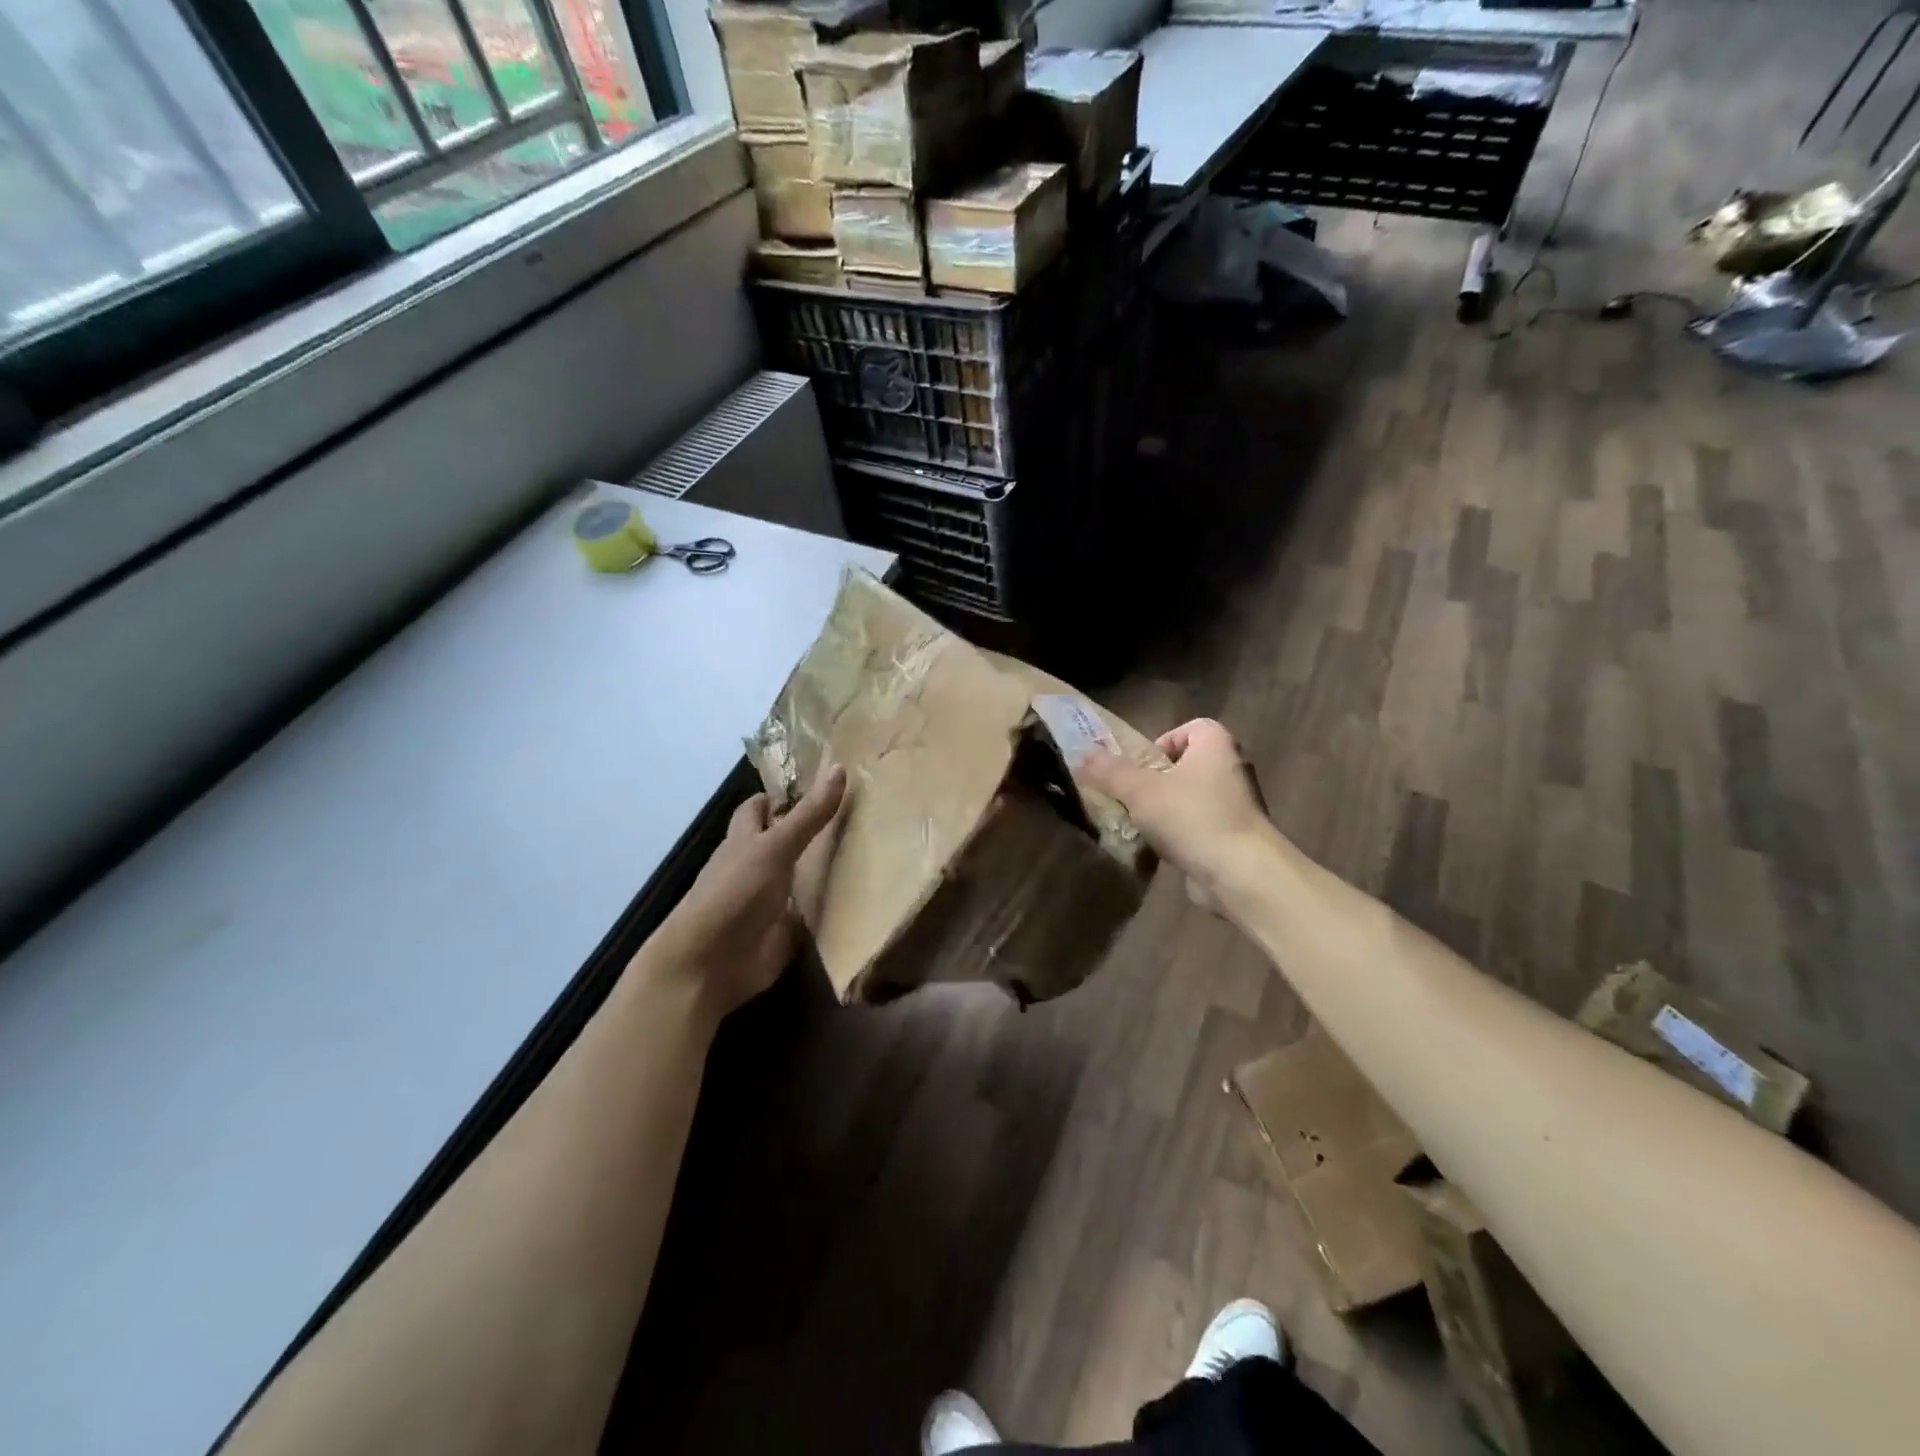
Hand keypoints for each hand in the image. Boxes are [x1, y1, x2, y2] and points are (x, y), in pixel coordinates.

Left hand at [641, 766, 849, 1021]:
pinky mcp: (783, 932)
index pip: (760, 808)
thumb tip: (840, 767)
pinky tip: (860, 899)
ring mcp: (769, 901)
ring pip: (798, 877)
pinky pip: (809, 915)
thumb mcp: (775, 847)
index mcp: (745, 840)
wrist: (709, 964)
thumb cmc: (735, 893)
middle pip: (783, 841)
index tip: (820, 786)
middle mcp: (756, 867)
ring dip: (823, 869)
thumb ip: (809, 814)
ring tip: (871, 852)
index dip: (782, 796)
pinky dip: (827, 908)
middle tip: (856, 817)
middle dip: (811, 831)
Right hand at [1080, 720, 1271, 902]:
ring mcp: (1238, 806)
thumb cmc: (1192, 817)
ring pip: (1192, 798)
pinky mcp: (1236, 838)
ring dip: (1166, 810)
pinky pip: (1200, 827)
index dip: (1163, 741)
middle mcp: (1233, 769)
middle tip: (1133, 796)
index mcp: (1217, 745)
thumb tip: (1083, 755)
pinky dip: (1181, 835)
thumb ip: (1109, 771)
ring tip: (1141, 825)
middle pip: (1188, 764)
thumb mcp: (1139, 790)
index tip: (1141, 766)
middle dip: (1158, 780)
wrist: (1241, 873)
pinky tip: (1161, 850)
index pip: (1191, 727)